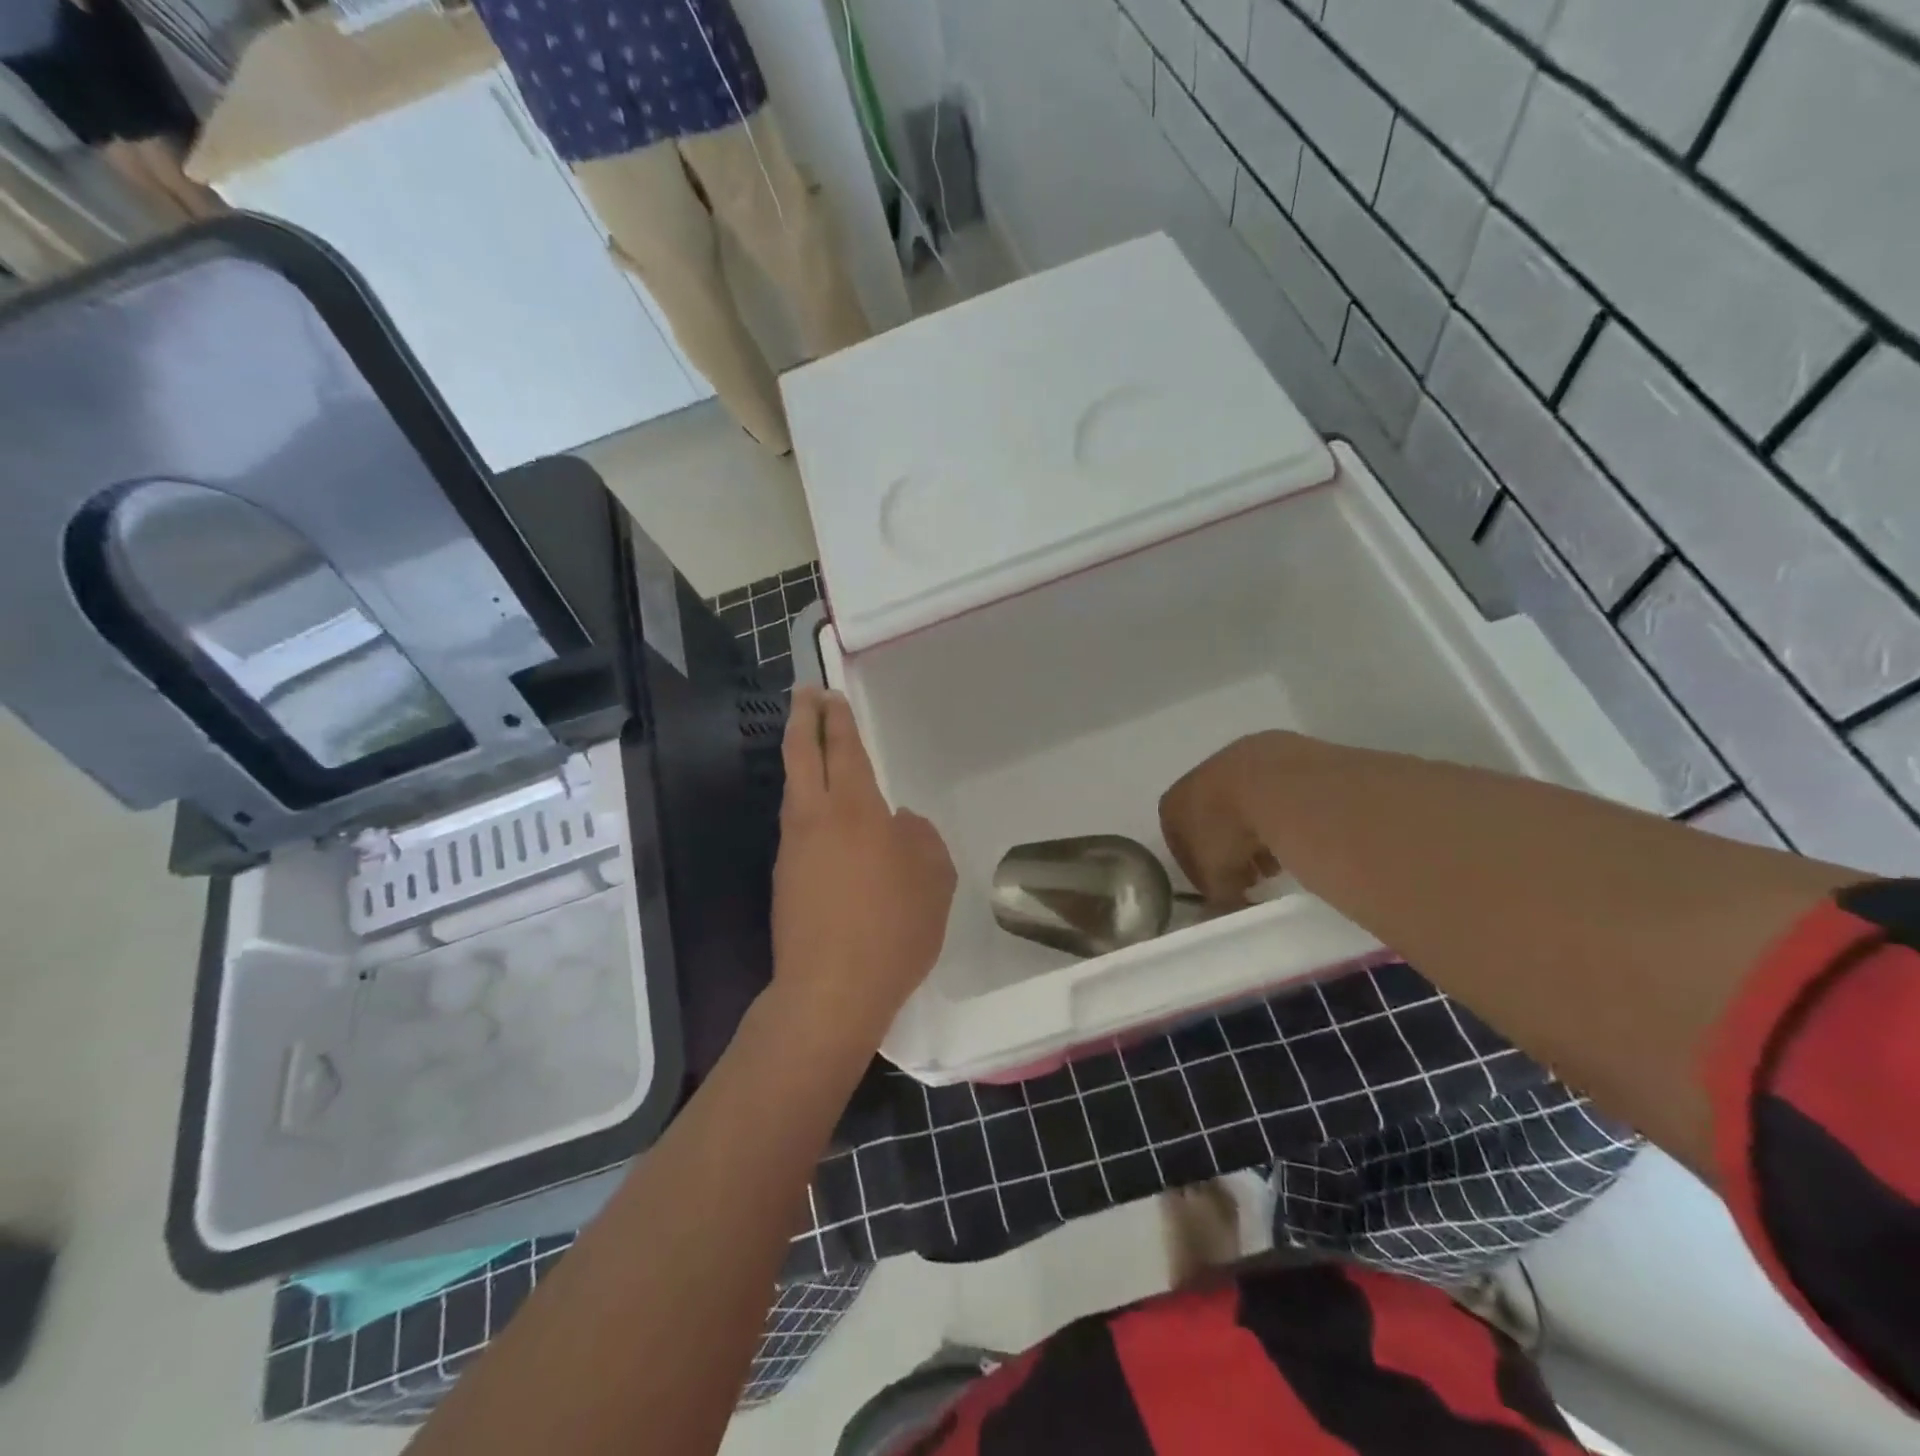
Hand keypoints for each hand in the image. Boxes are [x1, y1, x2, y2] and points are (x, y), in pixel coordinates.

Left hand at [772, 688, 956, 1041]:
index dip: (836, 719)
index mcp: (855, 809)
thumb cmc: (893, 928)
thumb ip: (921, 839)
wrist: (831, 991)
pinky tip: (823, 819)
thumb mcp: (934, 879)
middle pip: (800, 755)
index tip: (829, 694)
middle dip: (802, 720)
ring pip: (793, 791)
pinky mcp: (784, 880)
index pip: (842, 749)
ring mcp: (793, 849)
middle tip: (805, 695)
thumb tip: (900, 823)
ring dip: (800, 762)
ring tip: (812, 750)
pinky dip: (805, 804)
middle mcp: (815, 818)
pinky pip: (796, 826)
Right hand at [1158, 732, 1288, 905]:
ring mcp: (1234, 759)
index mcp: (1172, 804)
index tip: (1222, 888)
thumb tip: (1221, 909)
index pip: (1178, 842)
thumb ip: (1216, 895)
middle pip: (1211, 820)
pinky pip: (1271, 790)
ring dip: (1256, 831)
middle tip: (1253, 876)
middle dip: (1230, 849)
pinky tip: (1296, 831)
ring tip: (1278, 858)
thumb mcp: (1217, 878)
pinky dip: (1279, 811)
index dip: (1200, 870)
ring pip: (1242, 803)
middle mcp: (1197, 778)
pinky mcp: (1272, 749)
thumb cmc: (1229, 831)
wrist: (1271, 783)